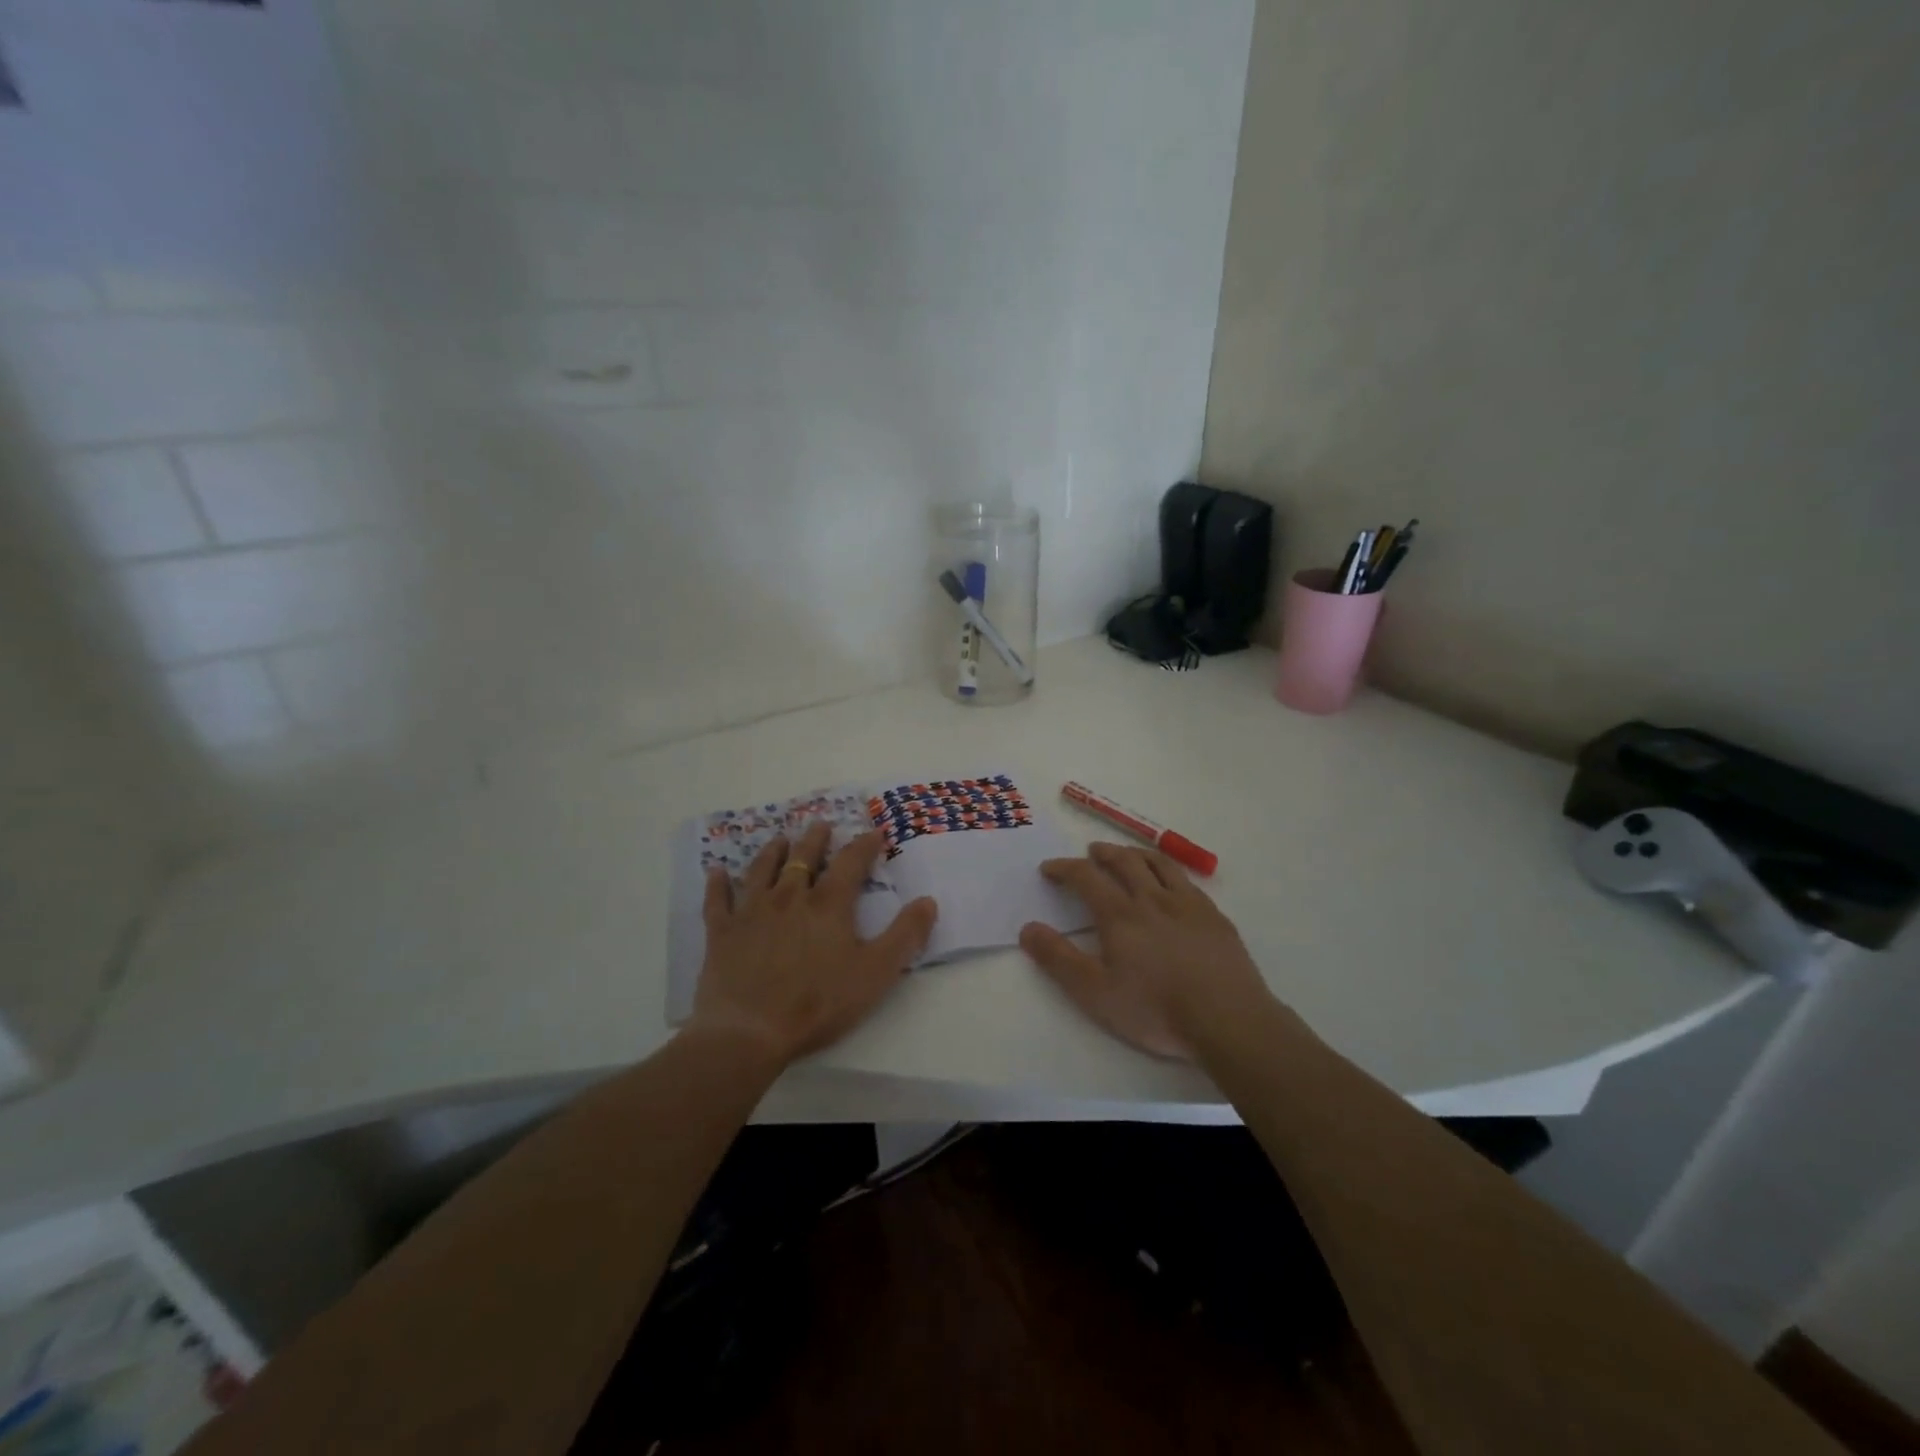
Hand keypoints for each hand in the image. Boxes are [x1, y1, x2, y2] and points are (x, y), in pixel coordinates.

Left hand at [689, 821, 937, 1064]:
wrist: (749, 1031)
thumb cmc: (818, 1003)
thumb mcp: (876, 973)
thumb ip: (905, 935)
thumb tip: (928, 900)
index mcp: (828, 905)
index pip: (851, 863)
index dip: (865, 846)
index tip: (874, 833)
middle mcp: (789, 898)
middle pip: (802, 858)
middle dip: (814, 839)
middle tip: (820, 824)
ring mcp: (752, 912)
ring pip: (762, 870)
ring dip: (772, 852)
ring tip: (778, 839)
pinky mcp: (722, 933)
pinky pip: (718, 901)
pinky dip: (718, 885)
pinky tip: (716, 872)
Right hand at [1020, 841, 1276, 1060]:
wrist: (1228, 1020)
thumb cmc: (1155, 1009)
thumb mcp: (1095, 992)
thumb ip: (1058, 959)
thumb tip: (1027, 928)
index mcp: (1120, 915)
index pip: (1086, 877)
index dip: (1064, 868)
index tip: (1049, 869)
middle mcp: (1152, 898)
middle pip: (1124, 861)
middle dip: (1103, 853)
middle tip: (1091, 852)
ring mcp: (1188, 904)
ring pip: (1159, 864)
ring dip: (1137, 854)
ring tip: (1128, 855)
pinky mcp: (1214, 917)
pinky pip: (1187, 882)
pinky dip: (1169, 873)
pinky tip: (1172, 886)